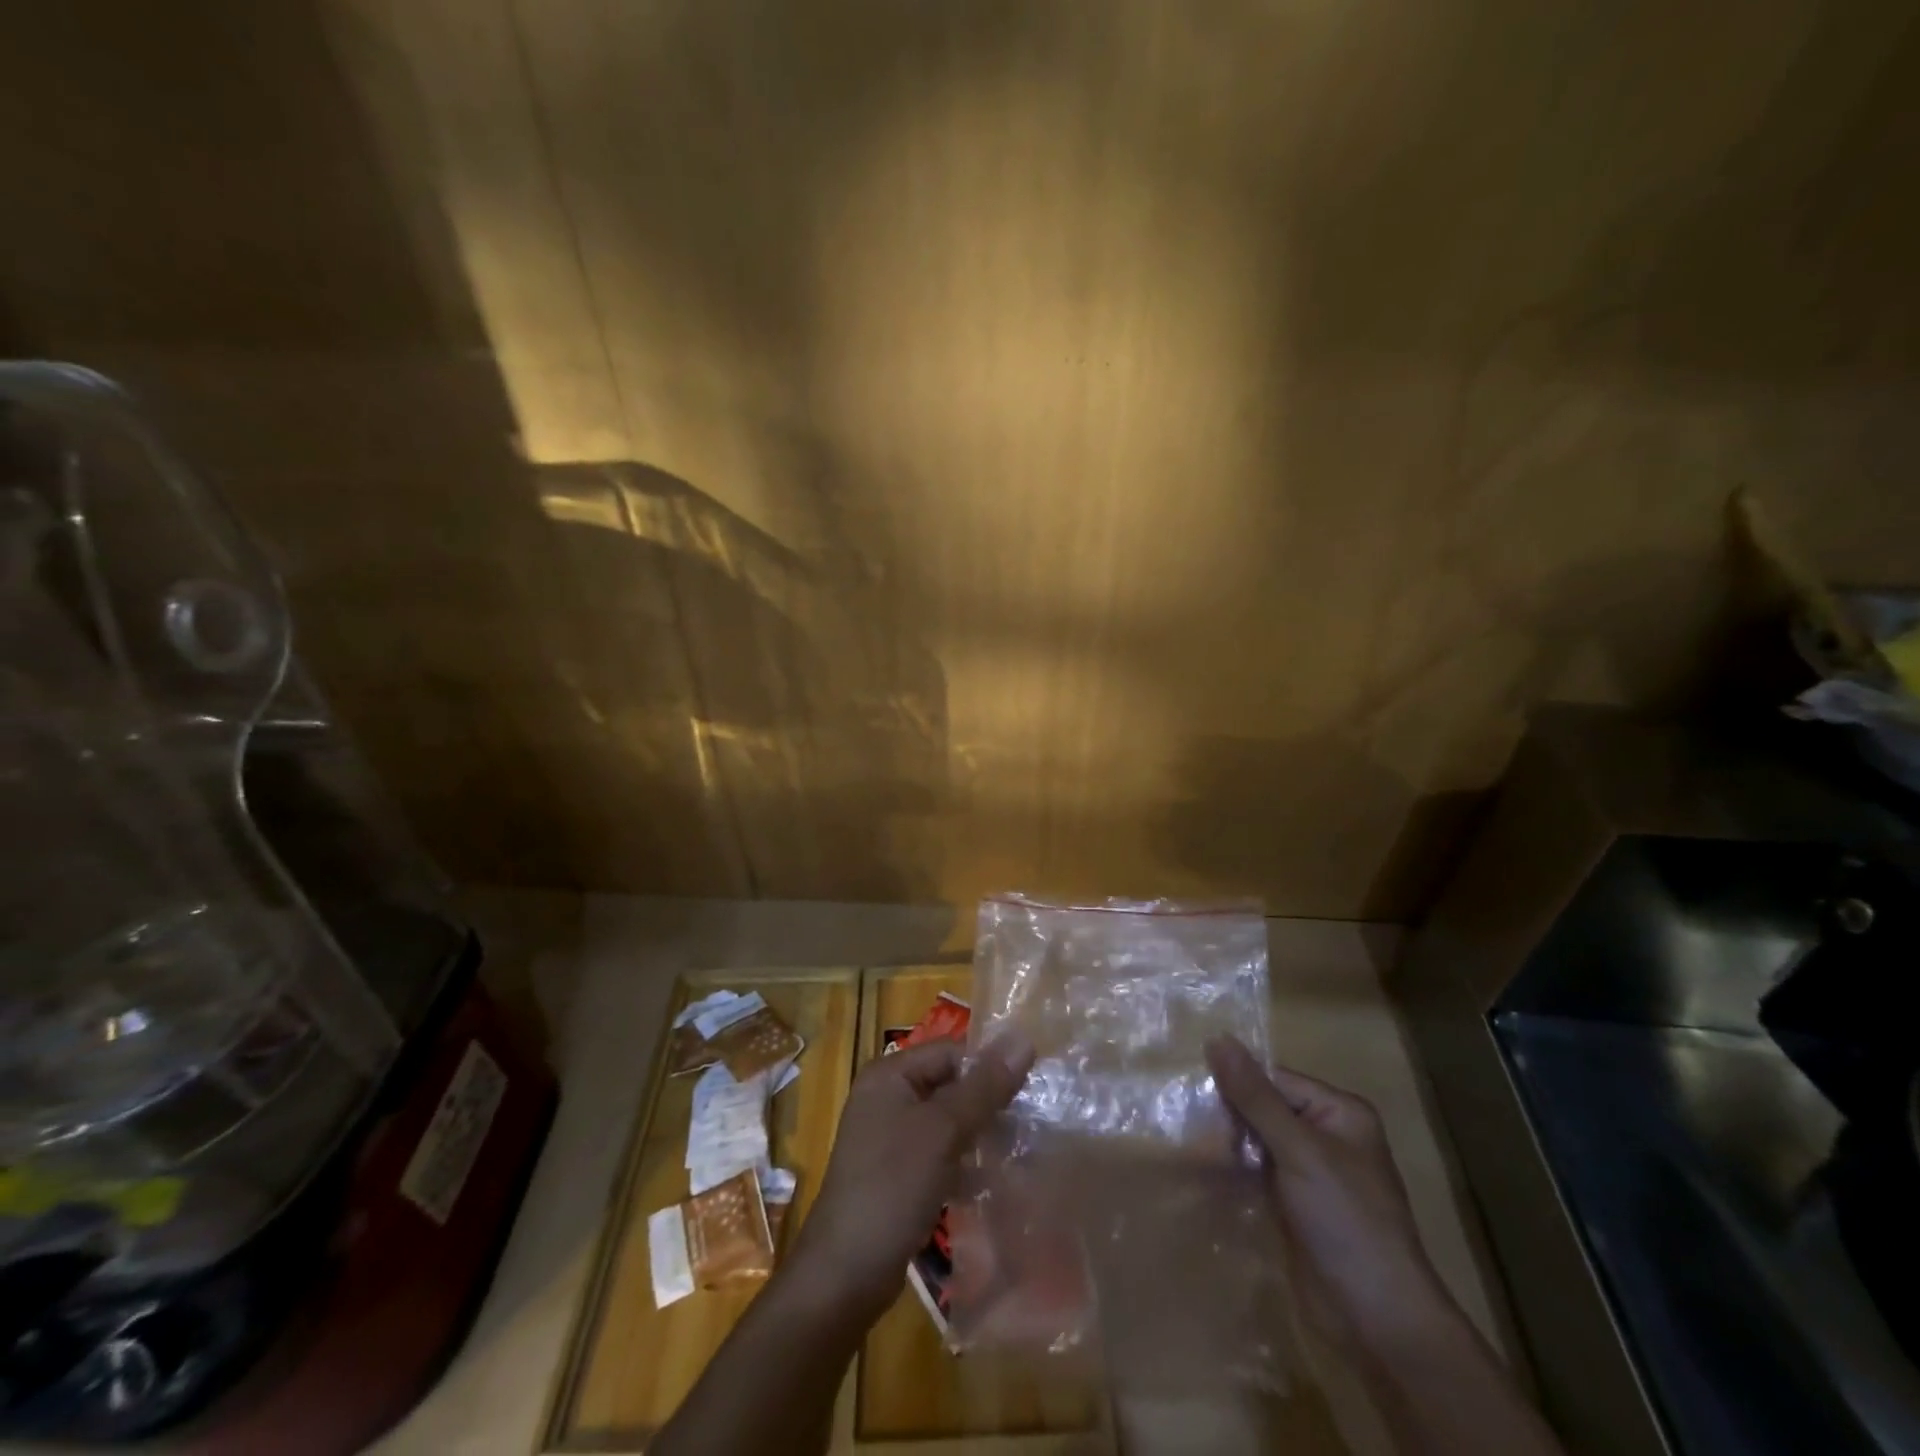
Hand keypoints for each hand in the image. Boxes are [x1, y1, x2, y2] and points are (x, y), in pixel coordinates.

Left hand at [789, 1033, 1034, 1319]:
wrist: (844, 1275)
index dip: (989, 1067)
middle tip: (1033, 1122)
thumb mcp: (943, 1131)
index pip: (951, 1052)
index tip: (1032, 1089)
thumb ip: (984, 1087)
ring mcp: (891, 1138)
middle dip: (989, 1103)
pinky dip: (966, 1163)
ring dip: (982, 1134)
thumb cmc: (892, 1187)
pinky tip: (997, 1180)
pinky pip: (940, 1154)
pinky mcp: (898, 1174)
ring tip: (1024, 1149)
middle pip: (950, 1085)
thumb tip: (1024, 1040)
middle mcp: (888, 1097)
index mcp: (890, 1075)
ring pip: (948, 1122)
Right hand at [1206, 1035, 1452, 1351]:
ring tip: (1183, 1145)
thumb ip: (1255, 1096)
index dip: (1234, 1084)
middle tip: (1183, 1124)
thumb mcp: (1299, 1150)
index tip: (1189, 1093)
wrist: (1377, 1320)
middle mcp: (1324, 1134)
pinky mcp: (1291, 1204)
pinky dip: (1229, 1170)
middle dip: (1225, 1116)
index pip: (1273, 1079)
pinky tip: (1197, 1171)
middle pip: (1261, 1107)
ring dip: (1222, 1144)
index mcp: (1338, 1112)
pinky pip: (1253, 1172)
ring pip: (1253, 1140)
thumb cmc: (1346, 1220)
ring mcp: (1307, 1171)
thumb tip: (1217, 1037)